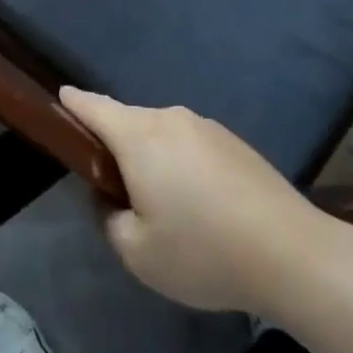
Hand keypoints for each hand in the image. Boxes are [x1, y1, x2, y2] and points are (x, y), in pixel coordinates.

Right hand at [60, 87, 321, 314]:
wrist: (292, 253)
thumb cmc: (203, 251)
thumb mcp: (137, 252)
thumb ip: (109, 219)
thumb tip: (112, 198)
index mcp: (139, 136)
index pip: (94, 106)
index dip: (73, 104)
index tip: (60, 99)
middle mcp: (171, 118)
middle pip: (128, 121)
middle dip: (114, 143)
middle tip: (115, 187)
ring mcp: (207, 127)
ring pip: (162, 134)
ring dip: (152, 156)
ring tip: (162, 203)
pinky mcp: (235, 142)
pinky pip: (191, 144)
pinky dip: (182, 164)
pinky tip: (199, 204)